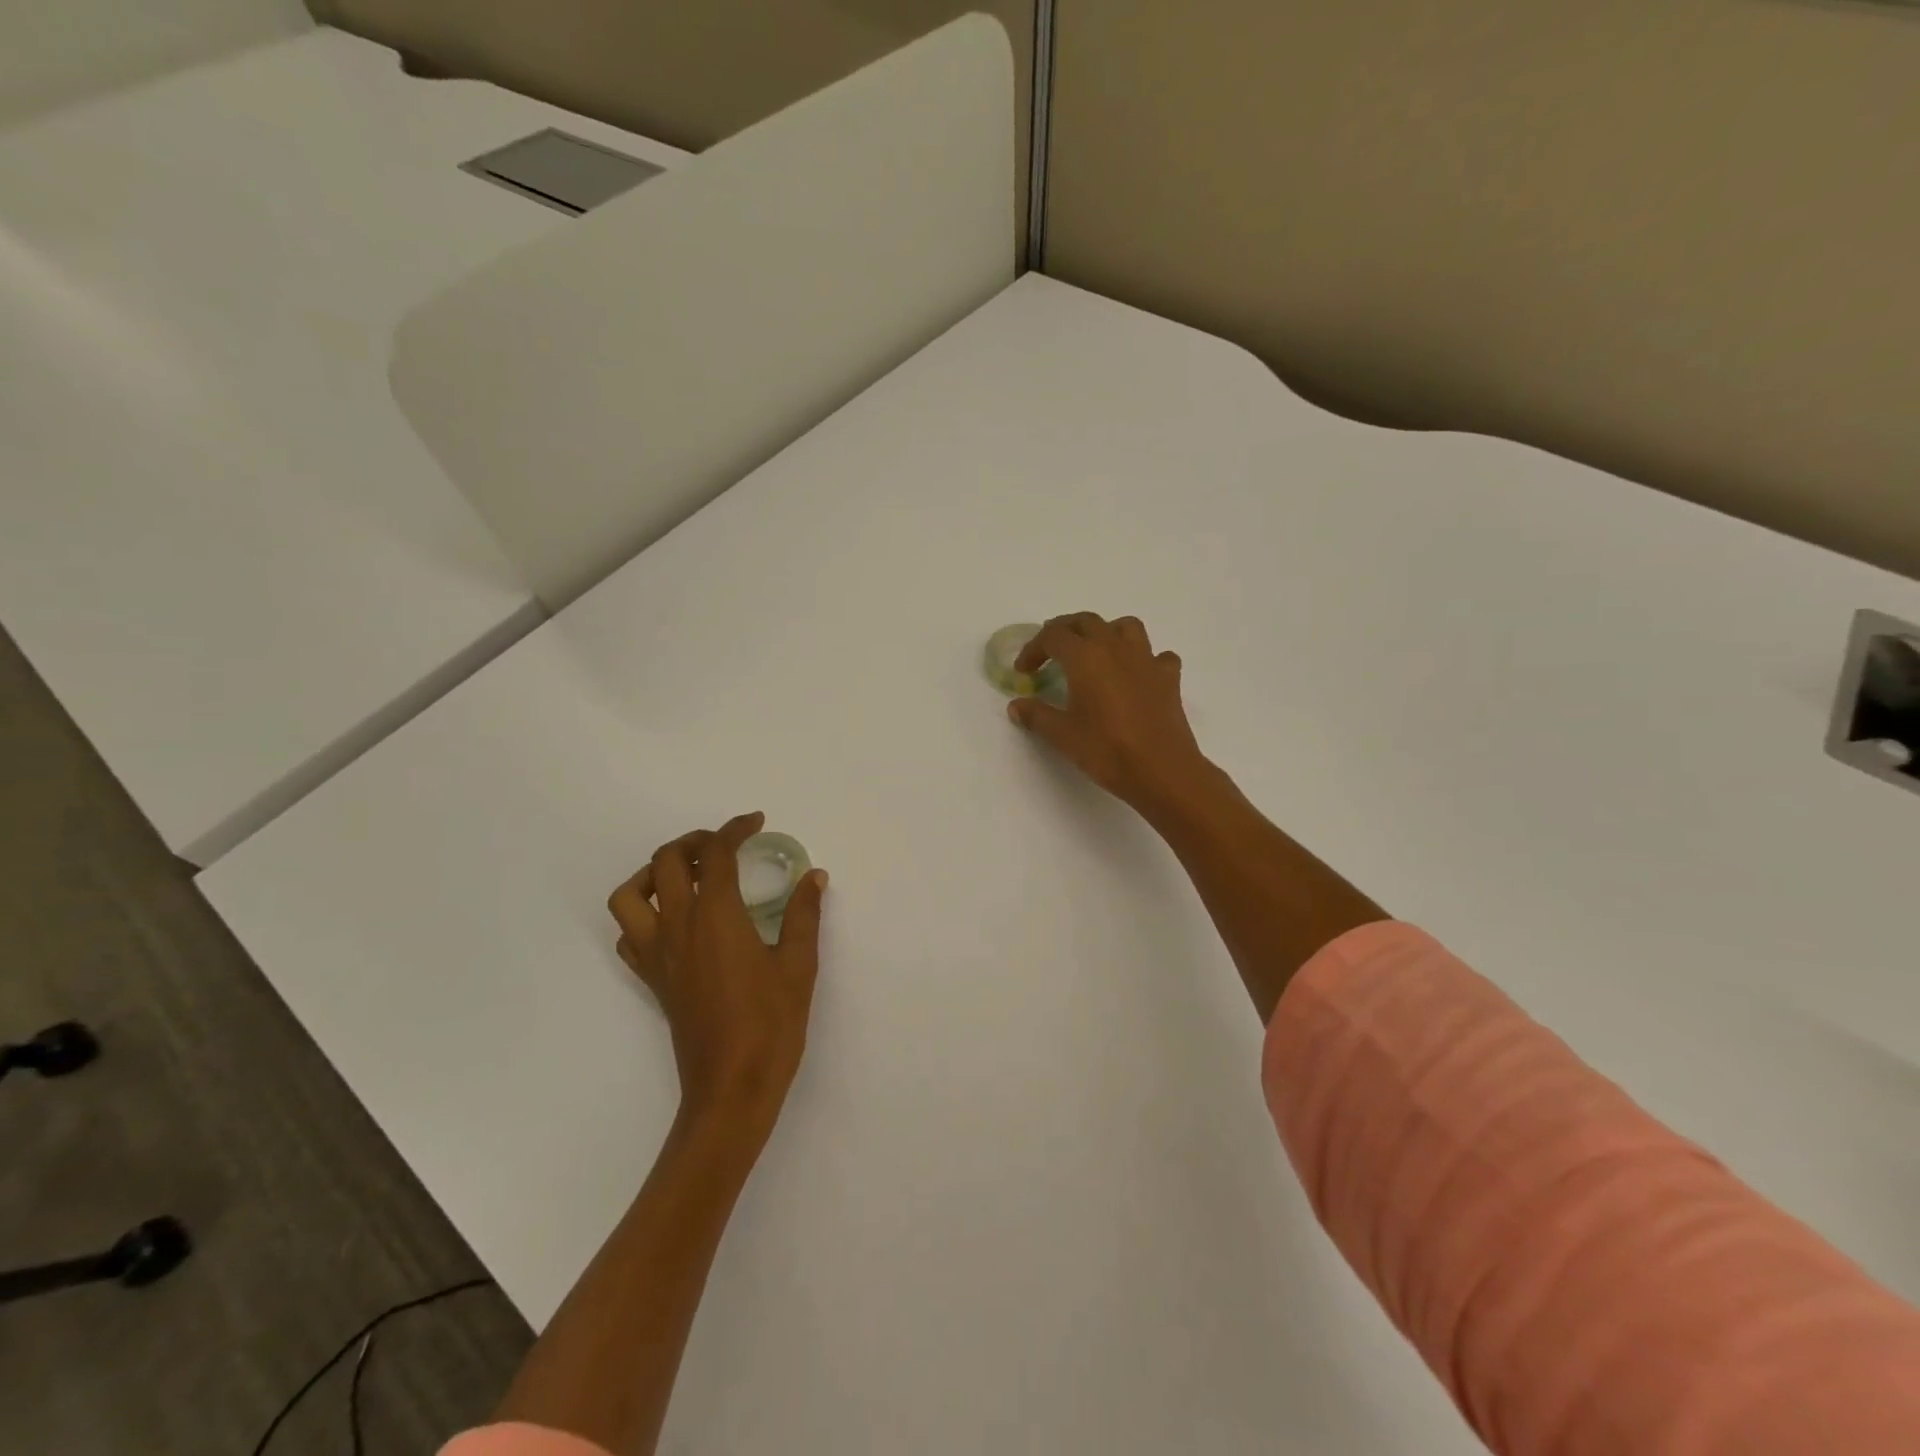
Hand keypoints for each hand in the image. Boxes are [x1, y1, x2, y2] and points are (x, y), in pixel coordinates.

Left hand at [608, 812, 828, 1144]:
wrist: (731, 1088)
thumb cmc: (771, 1024)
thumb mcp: (798, 965)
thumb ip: (803, 915)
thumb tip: (814, 877)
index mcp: (715, 916)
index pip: (715, 855)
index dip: (734, 829)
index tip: (755, 822)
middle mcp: (678, 927)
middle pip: (665, 862)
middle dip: (694, 842)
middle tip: (725, 845)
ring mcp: (658, 954)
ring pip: (630, 895)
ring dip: (653, 873)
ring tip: (687, 876)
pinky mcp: (653, 980)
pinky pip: (630, 934)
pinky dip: (644, 913)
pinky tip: (675, 920)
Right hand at [1008, 613, 1212, 818]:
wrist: (1161, 771)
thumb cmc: (1106, 750)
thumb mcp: (1062, 735)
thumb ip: (1037, 715)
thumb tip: (1016, 706)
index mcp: (1085, 657)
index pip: (1052, 636)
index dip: (1033, 649)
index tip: (1023, 671)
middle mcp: (1115, 648)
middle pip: (1086, 621)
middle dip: (1064, 631)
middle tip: (1051, 652)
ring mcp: (1146, 660)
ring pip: (1125, 627)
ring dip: (1106, 632)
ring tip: (1095, 653)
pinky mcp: (1168, 678)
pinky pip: (1157, 656)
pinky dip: (1143, 659)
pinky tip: (1136, 676)